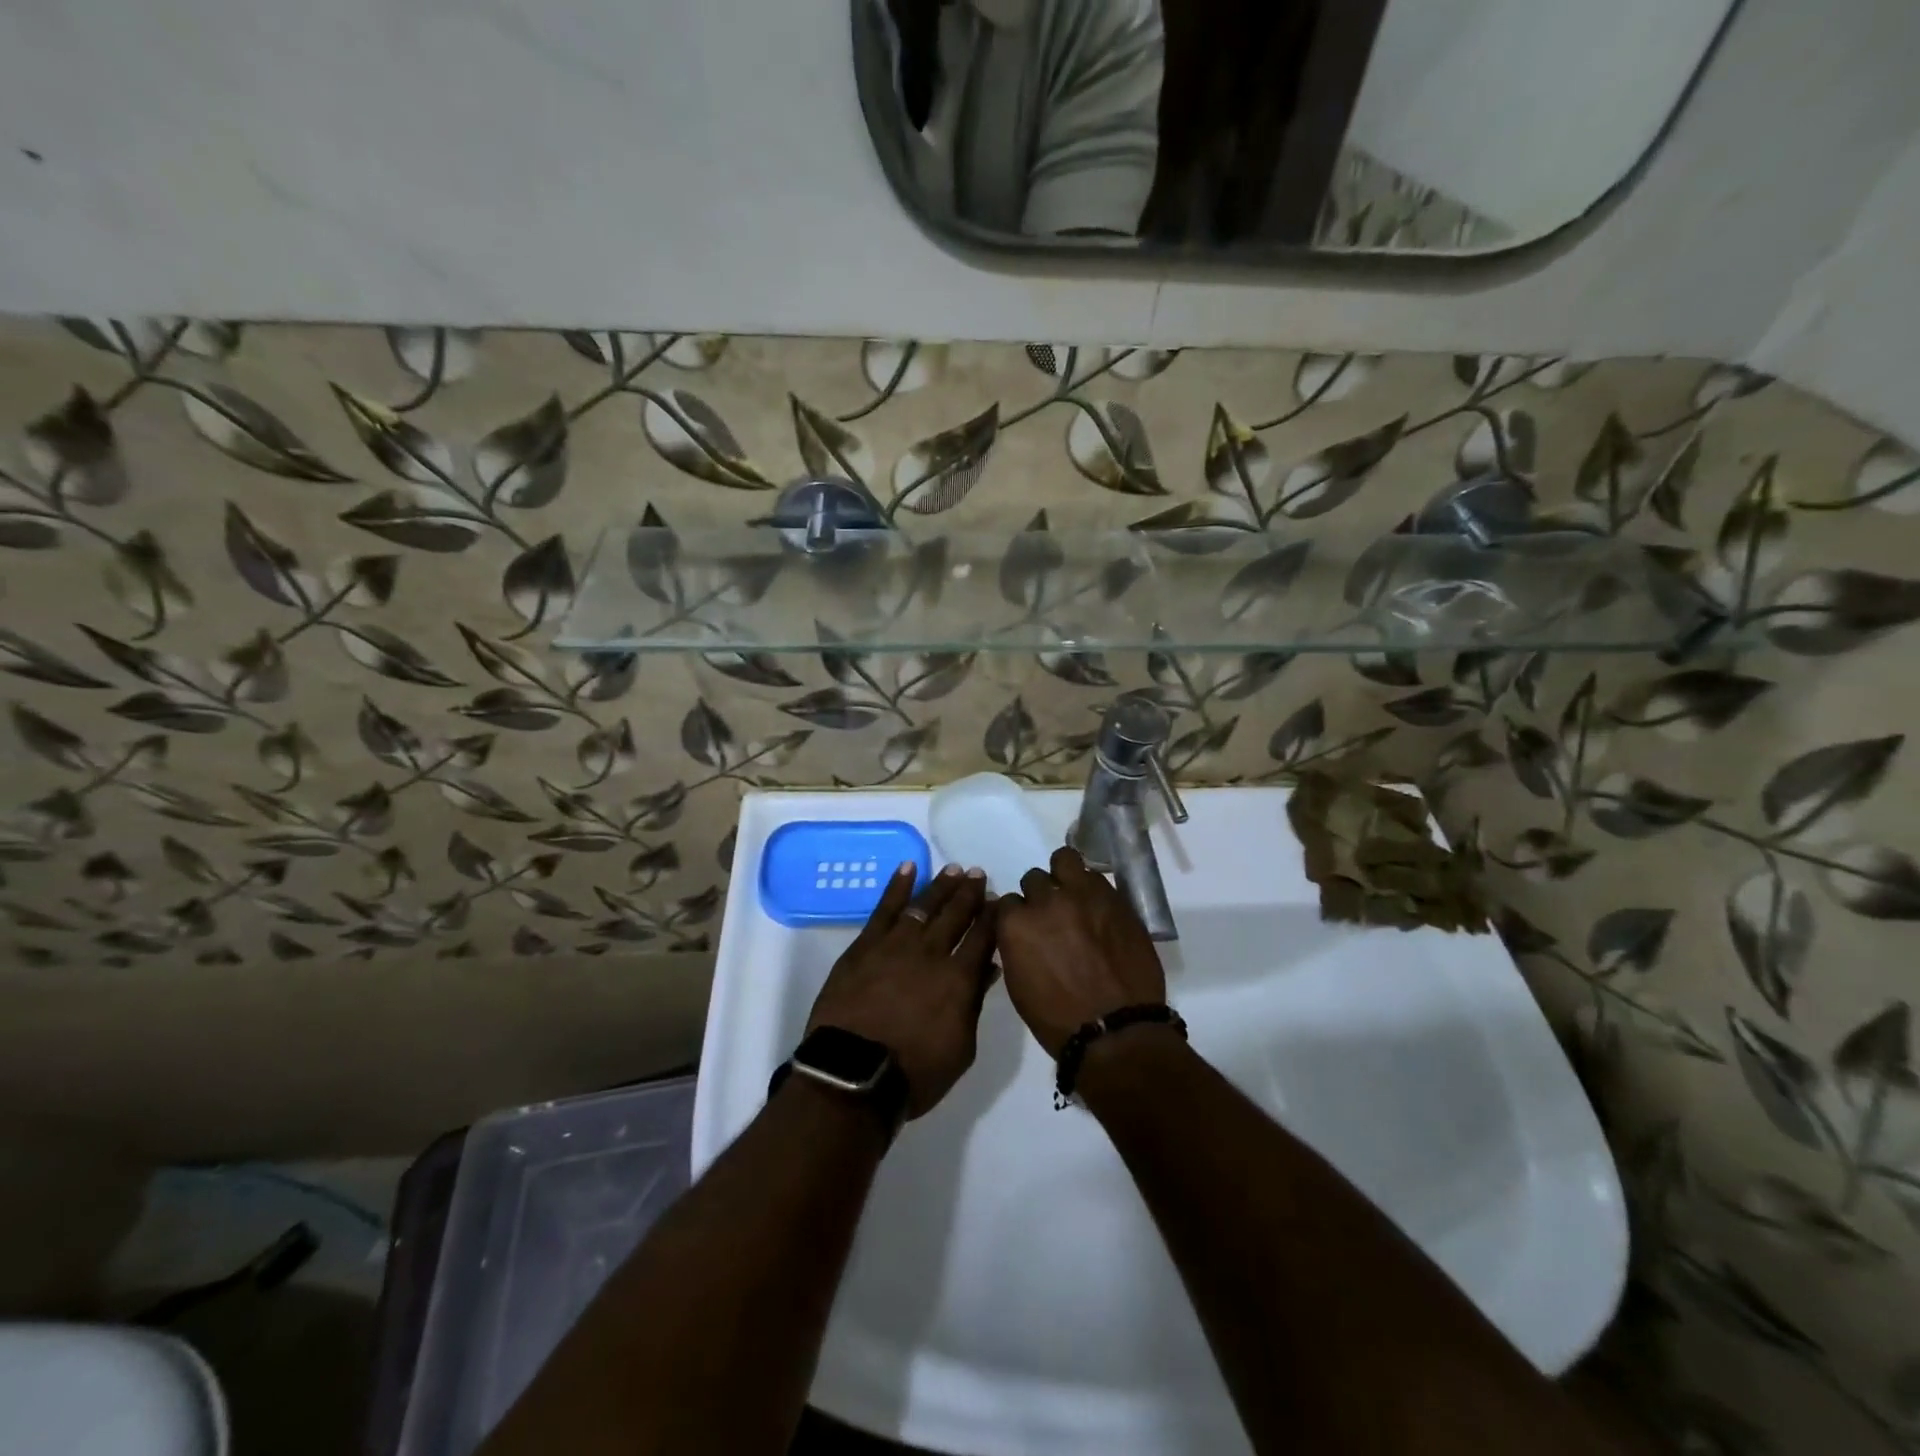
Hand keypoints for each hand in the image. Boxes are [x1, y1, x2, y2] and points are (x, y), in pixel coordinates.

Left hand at [807, 863, 995, 1118]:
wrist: (852, 1074)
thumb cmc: (914, 1072)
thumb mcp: (961, 1049)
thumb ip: (974, 1004)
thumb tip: (988, 970)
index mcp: (959, 978)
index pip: (983, 937)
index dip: (992, 916)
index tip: (998, 900)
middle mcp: (931, 952)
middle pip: (955, 914)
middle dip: (970, 893)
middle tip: (978, 874)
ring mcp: (896, 944)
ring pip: (924, 905)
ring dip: (941, 886)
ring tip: (954, 870)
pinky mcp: (865, 945)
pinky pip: (885, 908)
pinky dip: (898, 885)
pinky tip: (908, 867)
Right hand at [993, 847, 1167, 1056]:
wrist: (1116, 1031)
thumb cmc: (1058, 1020)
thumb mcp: (1019, 985)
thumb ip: (1016, 947)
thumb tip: (1021, 934)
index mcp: (1016, 925)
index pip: (1006, 902)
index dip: (1017, 916)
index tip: (1026, 928)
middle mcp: (1046, 901)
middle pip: (1034, 879)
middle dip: (1040, 895)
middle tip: (1052, 916)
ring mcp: (1083, 895)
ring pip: (1065, 860)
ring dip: (1065, 876)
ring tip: (1074, 895)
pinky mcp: (1114, 898)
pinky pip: (1096, 878)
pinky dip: (1092, 888)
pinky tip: (1097, 907)